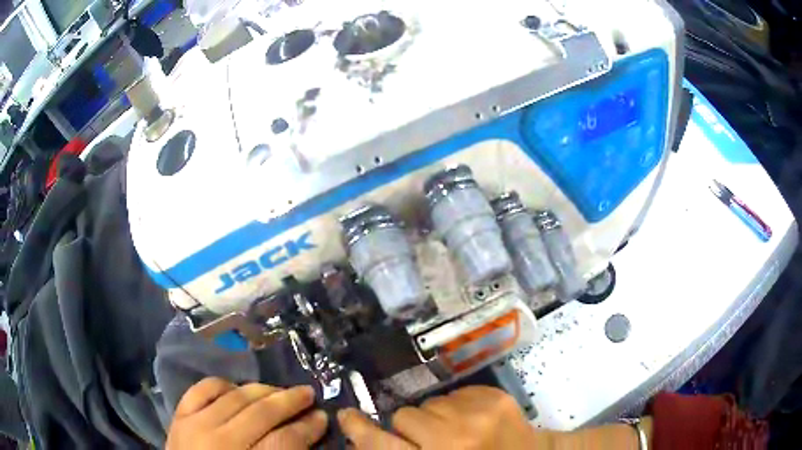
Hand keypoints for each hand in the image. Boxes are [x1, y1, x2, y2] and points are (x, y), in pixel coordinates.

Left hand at [166, 377, 327, 449]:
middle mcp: (220, 442)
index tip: (323, 416)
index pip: (285, 441)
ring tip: (278, 390)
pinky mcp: (179, 416)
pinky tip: (236, 388)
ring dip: (261, 389)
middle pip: (261, 413)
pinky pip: (202, 389)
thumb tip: (304, 436)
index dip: (308, 427)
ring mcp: (195, 425)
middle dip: (290, 401)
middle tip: (308, 394)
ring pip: (234, 397)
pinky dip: (222, 384)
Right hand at [338, 385, 546, 448]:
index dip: (359, 430)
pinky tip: (473, 421)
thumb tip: (371, 441)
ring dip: (434, 417)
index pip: (382, 445)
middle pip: (403, 416)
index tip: (346, 416)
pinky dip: (456, 407)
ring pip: (428, 403)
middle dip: (408, 428)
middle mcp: (455, 438)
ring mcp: (478, 413)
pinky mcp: (494, 397)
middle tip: (428, 441)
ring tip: (456, 432)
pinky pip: (454, 393)